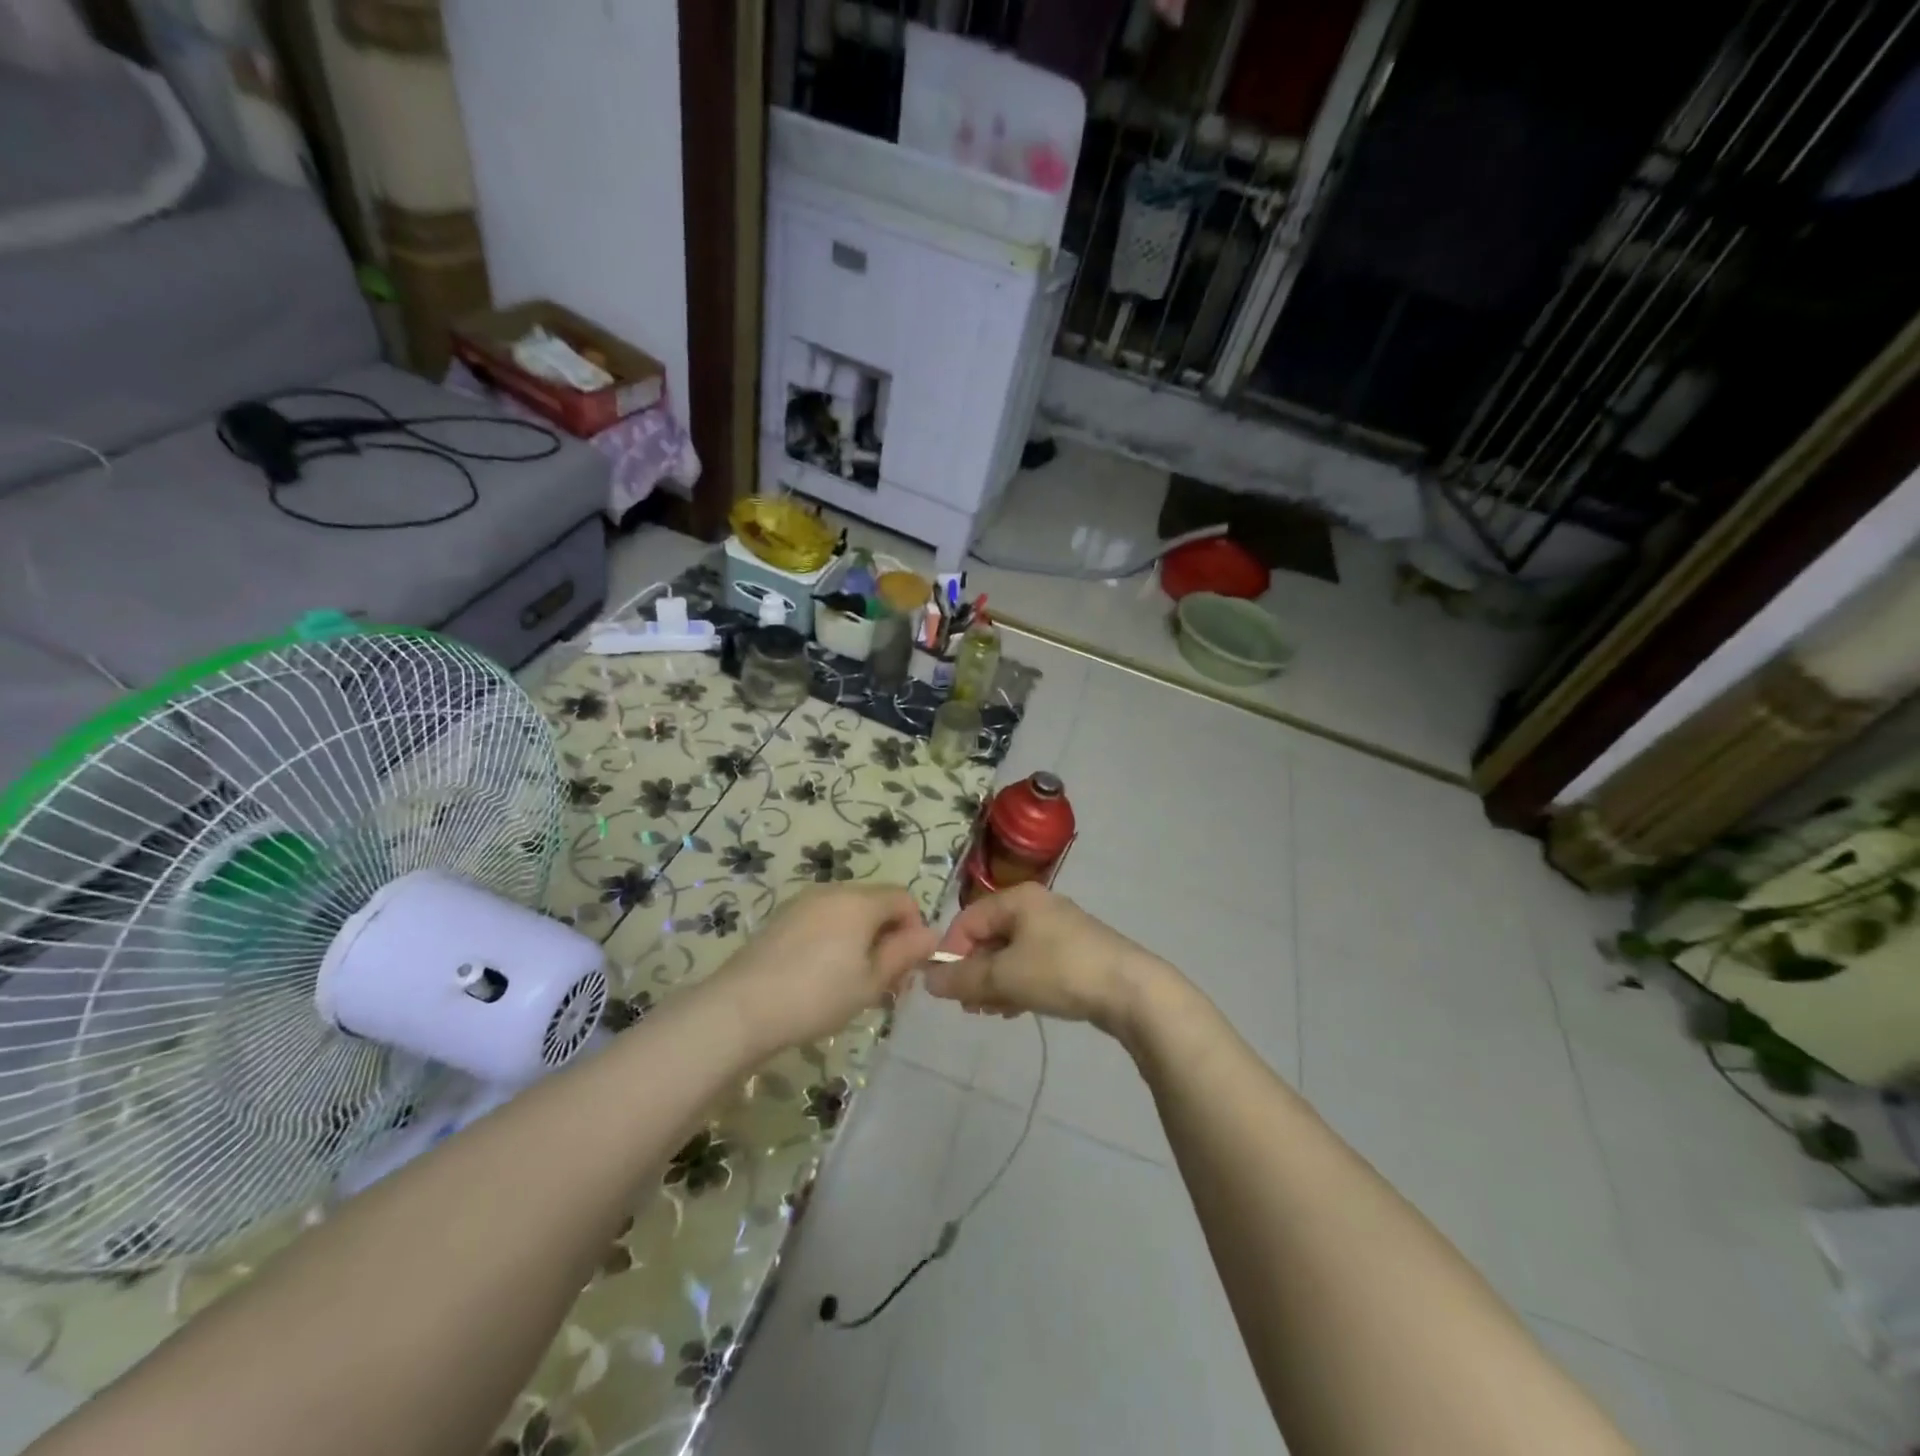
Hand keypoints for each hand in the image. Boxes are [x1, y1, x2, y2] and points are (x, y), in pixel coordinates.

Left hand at [703, 885, 937, 1056]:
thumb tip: (931, 934)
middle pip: (875, 903)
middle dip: (888, 936)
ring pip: (848, 913)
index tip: (908, 967)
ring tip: (853, 983)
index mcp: (860, 901)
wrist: (741, 1008)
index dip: (915, 928)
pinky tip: (821, 977)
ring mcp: (802, 902)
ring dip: (861, 939)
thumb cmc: (818, 996)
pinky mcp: (781, 918)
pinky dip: (834, 940)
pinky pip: (822, 920)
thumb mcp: (871, 982)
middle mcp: (832, 891)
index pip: (903, 898)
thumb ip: (904, 954)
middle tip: (884, 982)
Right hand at [927, 883, 1169, 1039]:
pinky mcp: (1073, 952)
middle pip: (990, 936)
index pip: (968, 919)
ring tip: (991, 1012)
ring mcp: (1058, 929)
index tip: (946, 989)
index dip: (951, 952)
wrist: (1131, 990)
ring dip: (994, 982)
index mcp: (1018, 899)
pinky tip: (1016, 1010)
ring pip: (1011, 953)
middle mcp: (1037, 906)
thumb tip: (928, 980)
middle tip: (970, 1006)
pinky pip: (1032, 964)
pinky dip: (1018, 984)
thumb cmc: (1061, 972)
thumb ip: (964, 979)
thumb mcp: (1006, 977)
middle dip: (974, 971)